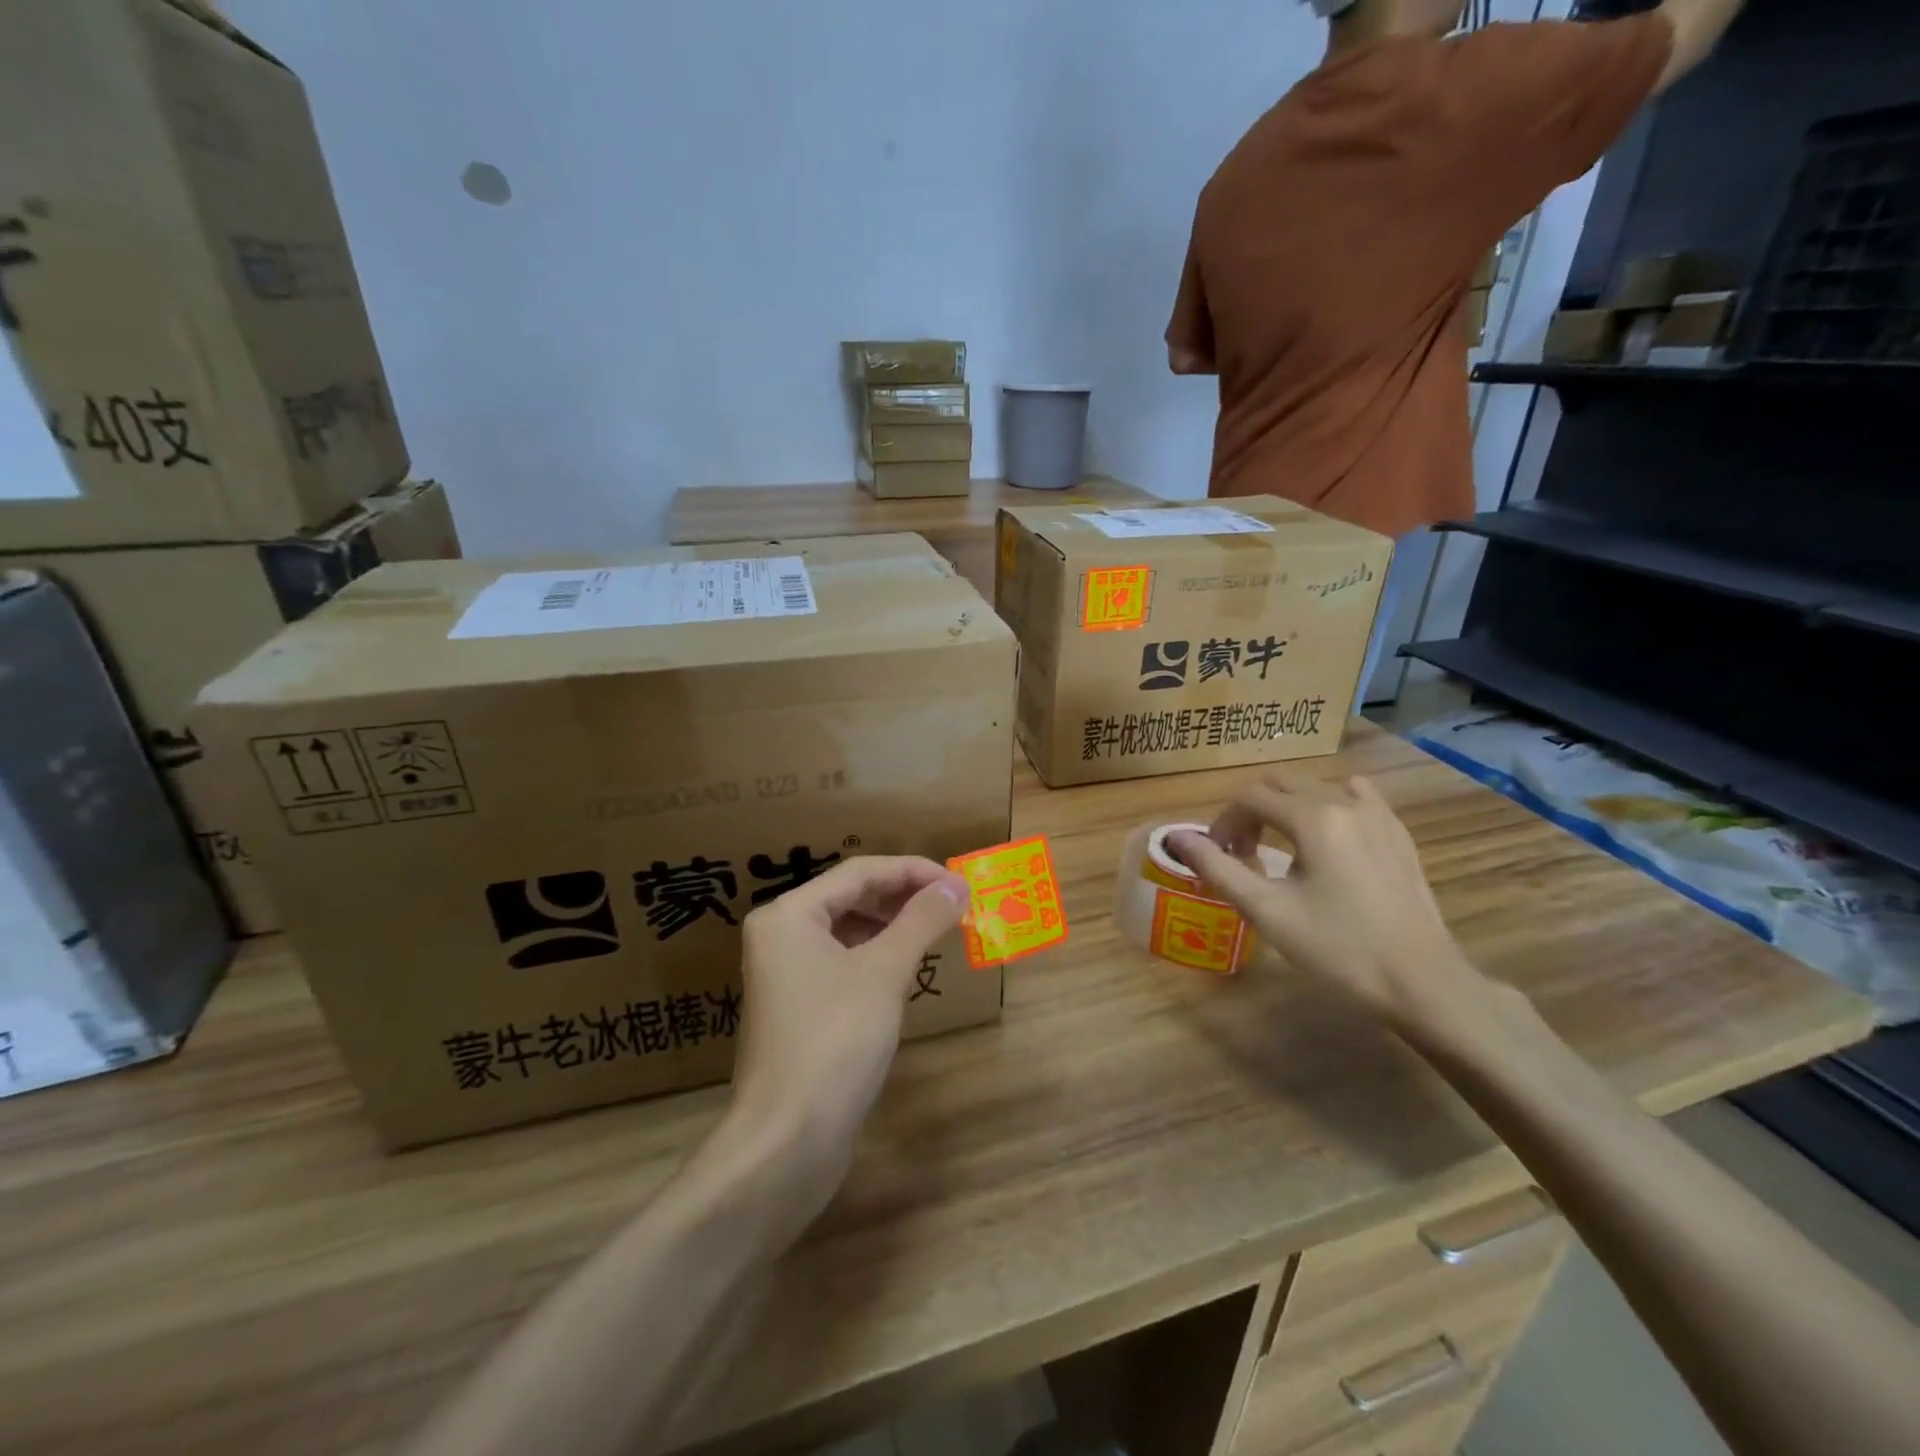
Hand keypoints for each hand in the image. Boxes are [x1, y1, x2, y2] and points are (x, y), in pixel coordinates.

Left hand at [725, 856, 967, 1212]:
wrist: (787, 1141)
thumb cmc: (835, 1041)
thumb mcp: (884, 972)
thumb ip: (921, 920)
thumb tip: (957, 884)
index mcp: (788, 914)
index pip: (859, 872)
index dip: (912, 871)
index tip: (958, 881)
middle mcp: (780, 935)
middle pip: (851, 896)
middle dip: (904, 897)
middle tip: (954, 904)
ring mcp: (785, 973)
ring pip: (848, 930)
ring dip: (893, 926)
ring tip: (937, 931)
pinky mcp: (798, 1007)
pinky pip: (843, 962)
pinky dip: (877, 956)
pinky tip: (908, 968)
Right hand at [1168, 769, 1485, 1030]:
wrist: (1421, 983)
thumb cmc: (1337, 949)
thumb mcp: (1267, 911)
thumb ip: (1217, 868)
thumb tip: (1176, 838)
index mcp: (1312, 818)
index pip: (1249, 797)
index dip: (1222, 821)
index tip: (1216, 855)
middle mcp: (1344, 803)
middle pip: (1280, 784)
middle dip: (1250, 811)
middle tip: (1241, 853)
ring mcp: (1378, 815)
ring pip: (1316, 787)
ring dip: (1286, 806)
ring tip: (1280, 846)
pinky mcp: (1398, 833)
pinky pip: (1356, 797)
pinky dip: (1328, 805)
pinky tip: (1328, 837)